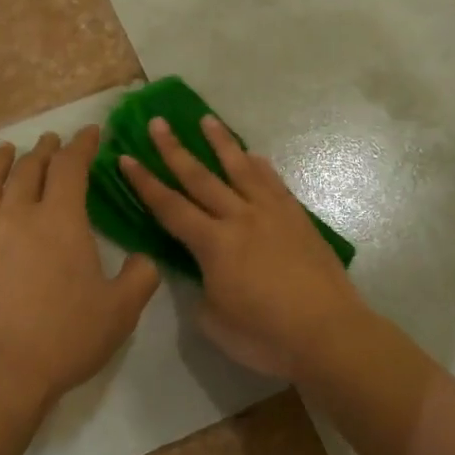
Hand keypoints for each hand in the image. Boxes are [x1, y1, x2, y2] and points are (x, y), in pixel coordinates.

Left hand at [0, 127, 160, 405]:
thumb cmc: (64, 339)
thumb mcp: (120, 311)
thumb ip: (140, 277)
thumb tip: (143, 259)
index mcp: (60, 220)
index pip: (71, 167)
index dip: (81, 145)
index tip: (90, 132)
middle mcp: (16, 214)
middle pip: (28, 167)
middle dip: (45, 150)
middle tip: (52, 141)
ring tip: (6, 150)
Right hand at [120, 116, 369, 379]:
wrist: (328, 332)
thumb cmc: (265, 335)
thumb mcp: (214, 322)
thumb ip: (201, 290)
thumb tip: (204, 274)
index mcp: (213, 244)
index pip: (170, 207)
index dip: (144, 183)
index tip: (126, 157)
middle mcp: (240, 218)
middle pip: (200, 177)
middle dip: (174, 149)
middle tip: (157, 122)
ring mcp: (272, 214)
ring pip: (241, 169)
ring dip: (220, 143)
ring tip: (206, 119)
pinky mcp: (298, 219)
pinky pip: (274, 184)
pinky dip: (261, 167)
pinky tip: (254, 156)